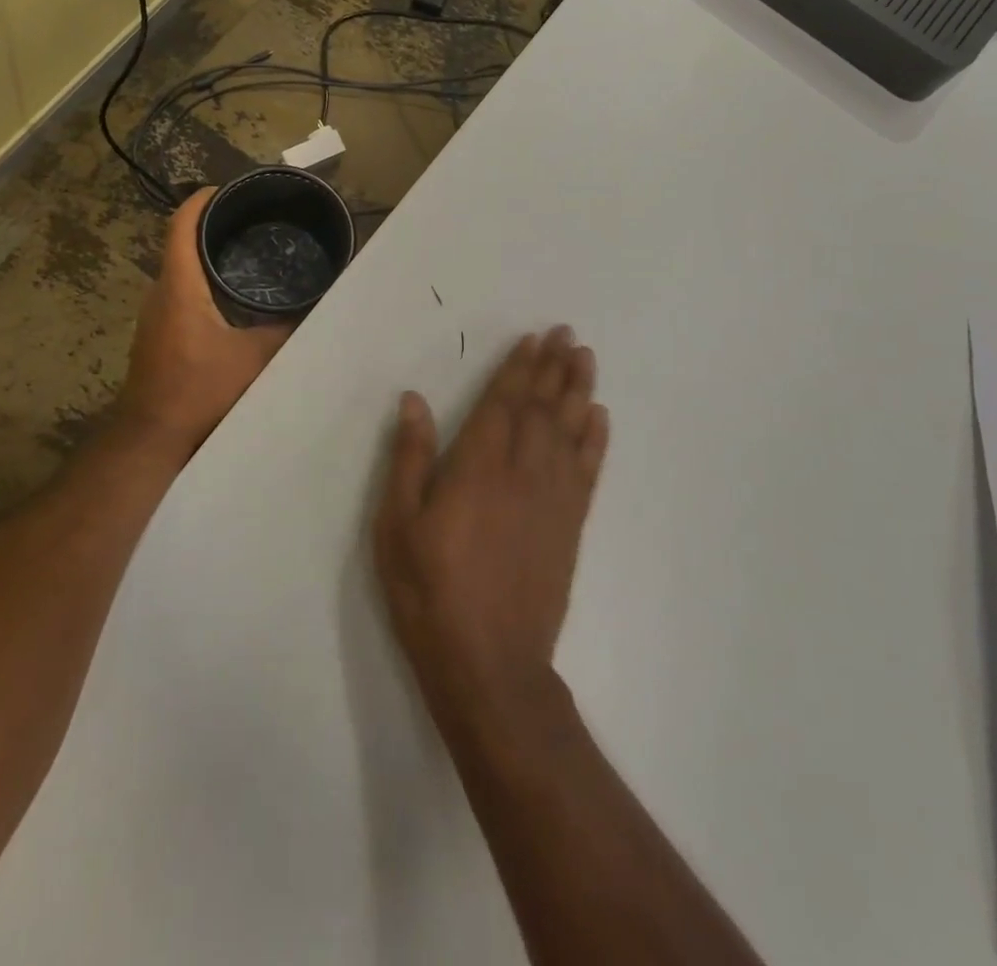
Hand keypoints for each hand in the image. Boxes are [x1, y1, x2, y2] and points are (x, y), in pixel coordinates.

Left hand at [117, 189, 291, 454]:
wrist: (153, 437)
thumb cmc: (200, 390)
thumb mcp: (254, 359)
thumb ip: (285, 332)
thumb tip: (316, 310)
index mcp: (180, 287)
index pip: (181, 227)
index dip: (199, 201)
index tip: (225, 189)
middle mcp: (161, 294)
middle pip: (179, 244)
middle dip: (210, 226)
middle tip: (251, 221)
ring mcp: (155, 317)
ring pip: (179, 271)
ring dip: (206, 256)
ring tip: (246, 252)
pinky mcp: (158, 336)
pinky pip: (179, 294)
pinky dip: (201, 282)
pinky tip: (230, 297)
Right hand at [374, 326, 609, 737]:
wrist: (490, 663)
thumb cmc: (430, 591)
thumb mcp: (397, 526)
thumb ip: (409, 458)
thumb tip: (414, 401)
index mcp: (477, 466)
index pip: (503, 403)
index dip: (518, 368)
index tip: (534, 339)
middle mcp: (522, 471)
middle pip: (541, 407)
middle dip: (553, 367)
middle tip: (568, 333)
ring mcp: (552, 498)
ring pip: (569, 430)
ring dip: (578, 390)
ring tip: (586, 359)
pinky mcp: (570, 525)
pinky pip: (588, 470)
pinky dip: (595, 440)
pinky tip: (599, 417)